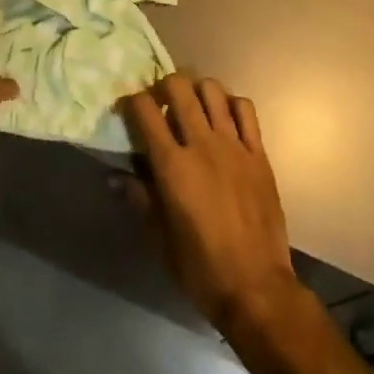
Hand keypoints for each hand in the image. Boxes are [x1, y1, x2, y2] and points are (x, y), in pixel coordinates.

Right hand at [121, 73, 302, 342]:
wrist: (256, 287)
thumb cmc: (200, 269)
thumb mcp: (160, 240)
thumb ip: (139, 199)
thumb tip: (114, 176)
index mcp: (173, 167)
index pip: (146, 112)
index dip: (131, 101)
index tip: (126, 107)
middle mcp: (202, 145)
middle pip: (179, 88)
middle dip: (163, 85)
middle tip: (159, 101)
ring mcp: (234, 145)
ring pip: (213, 90)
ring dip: (196, 89)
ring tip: (191, 104)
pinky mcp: (258, 153)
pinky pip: (246, 110)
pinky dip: (231, 103)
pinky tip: (224, 116)